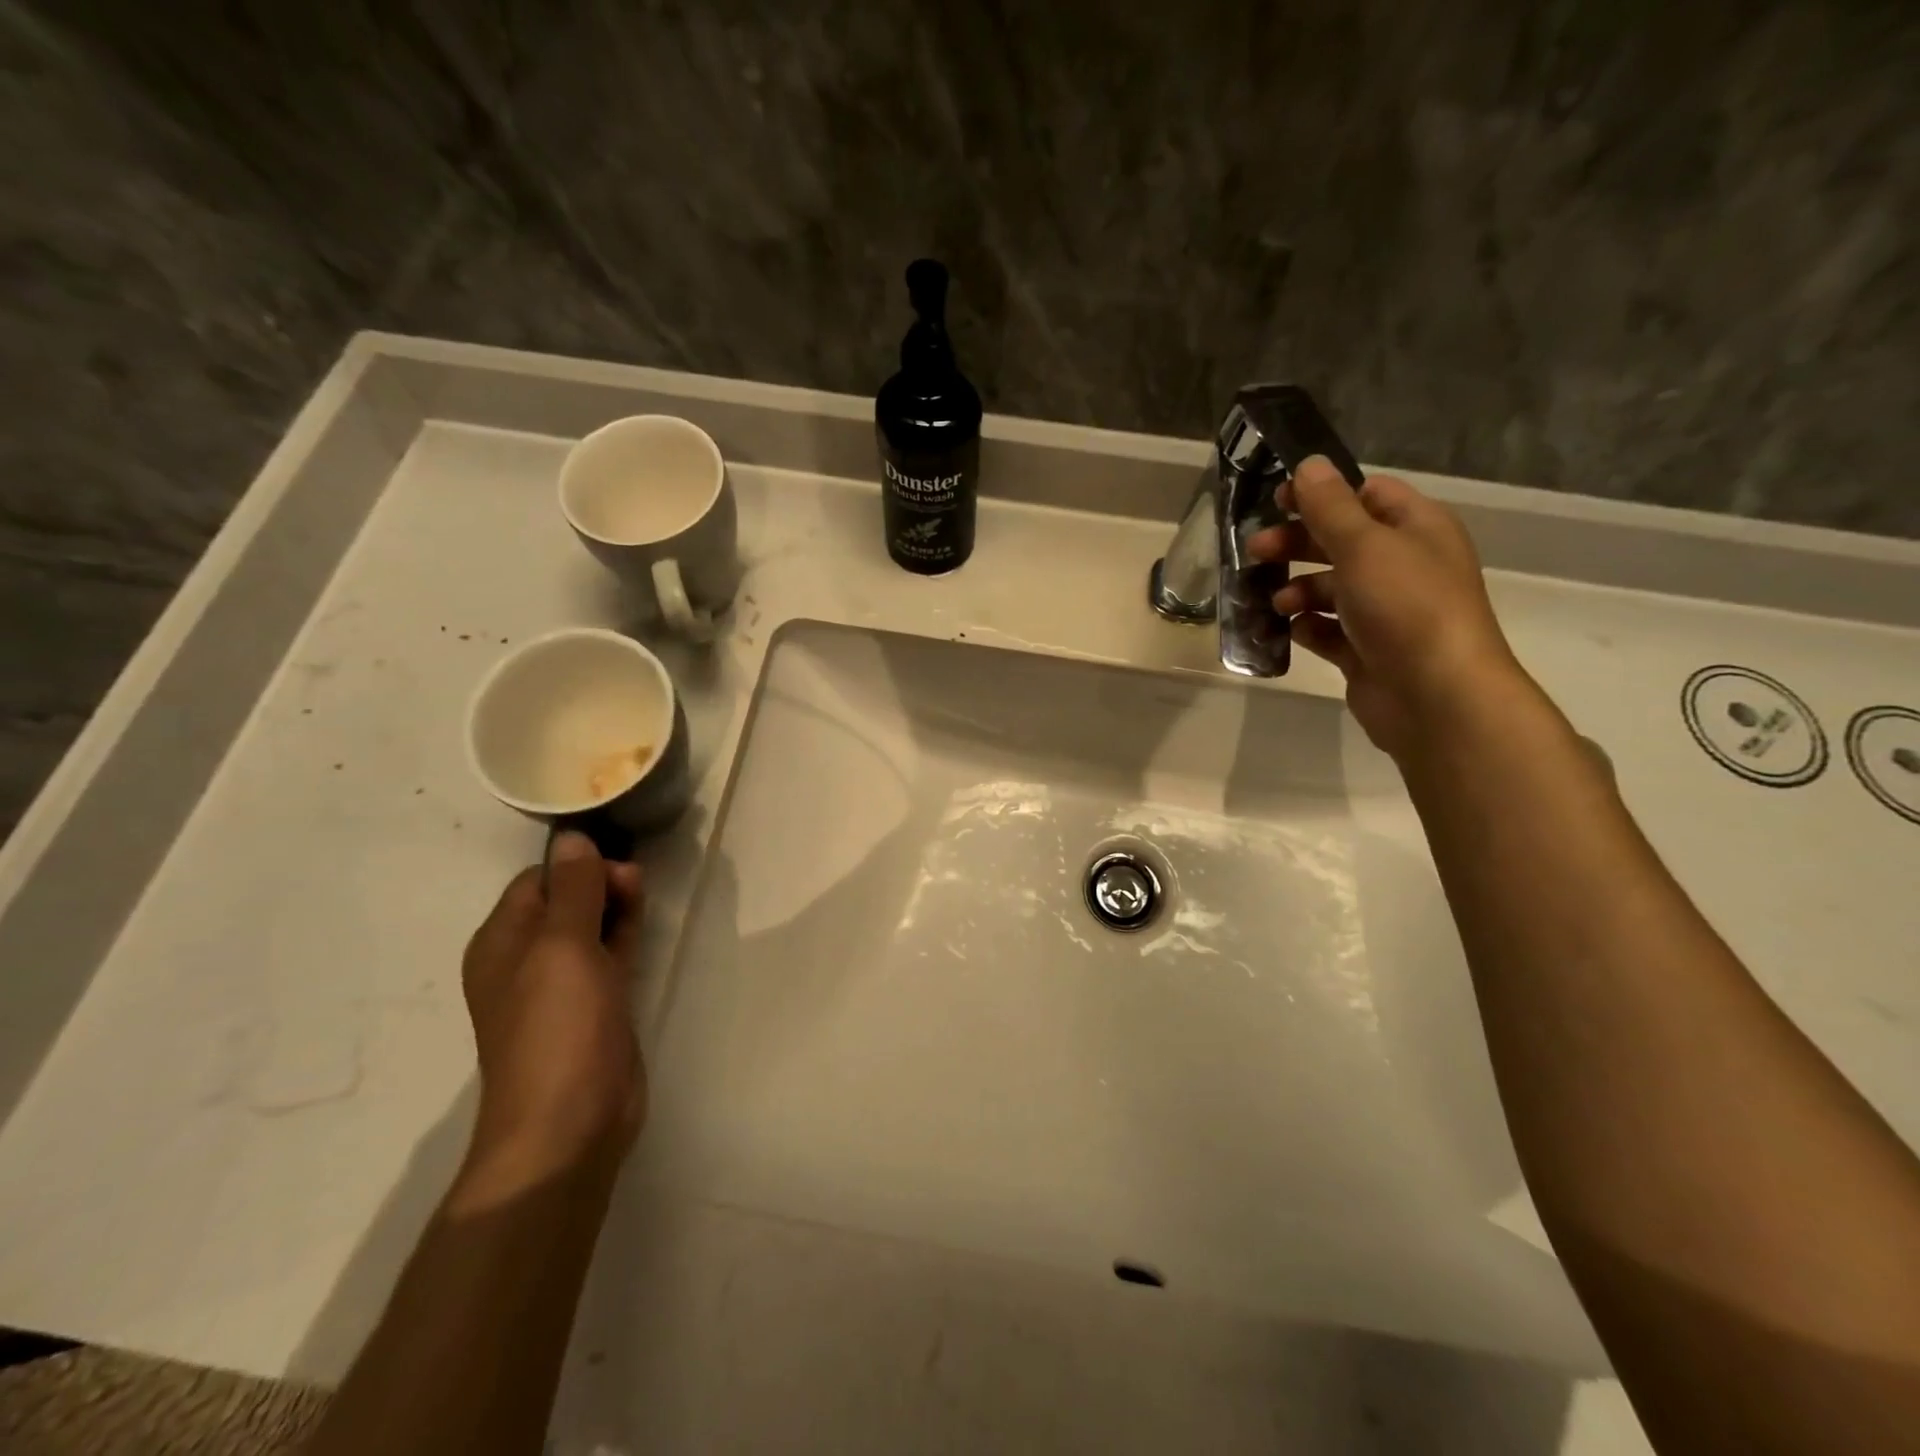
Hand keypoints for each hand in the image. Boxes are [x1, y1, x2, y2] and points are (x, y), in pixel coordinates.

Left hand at [457, 832, 645, 1197]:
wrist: (570, 1122)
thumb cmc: (558, 1027)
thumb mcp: (562, 947)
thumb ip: (573, 889)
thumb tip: (572, 837)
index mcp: (502, 942)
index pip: (538, 881)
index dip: (577, 866)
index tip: (618, 863)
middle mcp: (527, 960)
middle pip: (565, 901)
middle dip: (600, 882)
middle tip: (638, 881)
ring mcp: (563, 986)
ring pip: (590, 927)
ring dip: (615, 904)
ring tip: (645, 891)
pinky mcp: (596, 1006)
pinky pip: (608, 955)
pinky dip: (625, 933)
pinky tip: (645, 919)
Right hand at [1247, 457, 1523, 758]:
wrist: (1435, 695)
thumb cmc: (1405, 606)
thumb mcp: (1363, 545)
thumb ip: (1330, 506)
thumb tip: (1308, 464)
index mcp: (1416, 529)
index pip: (1367, 495)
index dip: (1322, 494)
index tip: (1277, 502)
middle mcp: (1404, 566)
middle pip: (1341, 542)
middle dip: (1297, 544)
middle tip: (1255, 551)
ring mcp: (1386, 612)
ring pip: (1330, 589)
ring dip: (1298, 590)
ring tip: (1276, 603)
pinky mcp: (1367, 651)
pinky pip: (1329, 631)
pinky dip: (1307, 628)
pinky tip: (1289, 630)